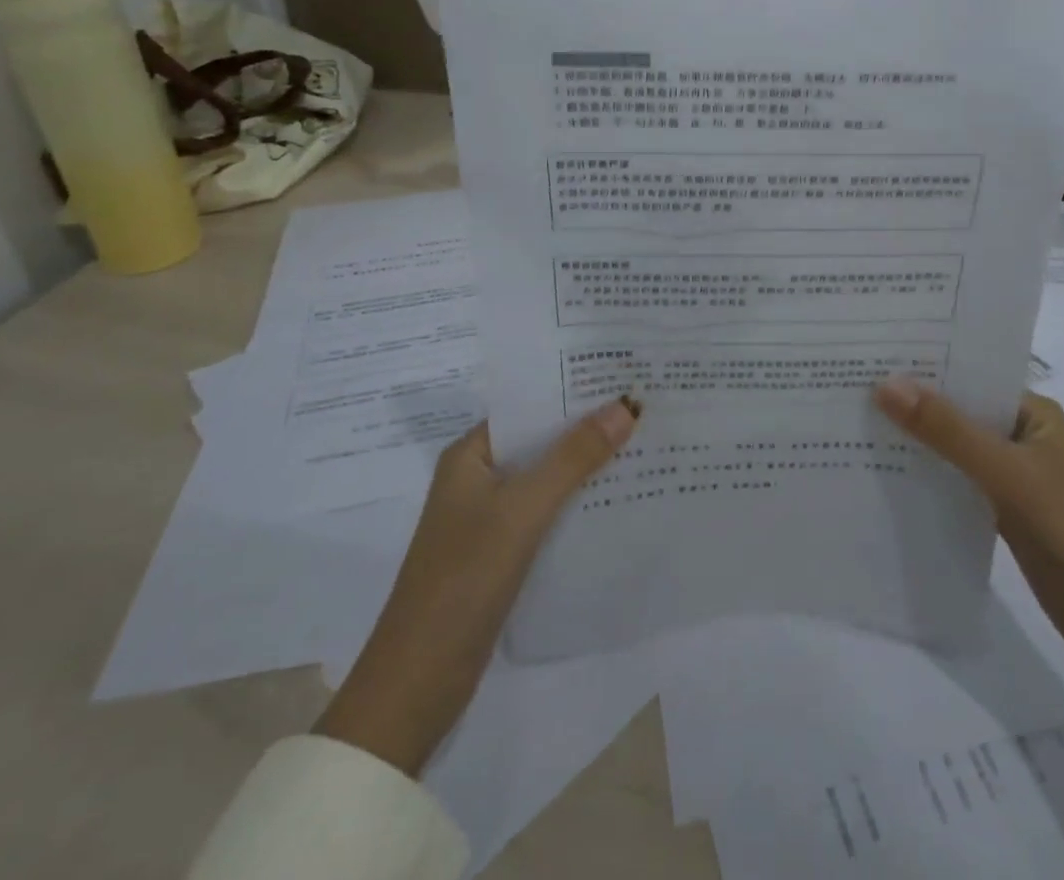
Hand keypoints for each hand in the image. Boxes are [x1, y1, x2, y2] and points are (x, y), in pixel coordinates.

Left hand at [314, 398, 637, 775]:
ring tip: (645, 444)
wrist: (417, 686)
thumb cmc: (463, 580)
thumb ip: (573, 458)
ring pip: (547, 479)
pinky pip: (547, 514)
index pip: (529, 406)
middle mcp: (478, 479)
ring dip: (587, 466)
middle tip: (646, 406)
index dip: (573, 390)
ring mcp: (489, 519)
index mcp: (471, 455)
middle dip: (588, 427)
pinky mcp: (502, 554)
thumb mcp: (522, 511)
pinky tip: (619, 499)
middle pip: (541, 441)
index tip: (623, 376)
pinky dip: (578, 503)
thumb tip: (626, 406)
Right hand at [873, 380, 1063, 684]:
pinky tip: (883, 478)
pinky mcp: (1004, 516)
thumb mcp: (1011, 476)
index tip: (866, 354)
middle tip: (845, 386)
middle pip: (956, 412)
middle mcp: (1020, 437)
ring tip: (851, 426)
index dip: (922, 365)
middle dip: (910, 403)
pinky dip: (926, 480)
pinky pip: (955, 486)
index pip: (969, 376)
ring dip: (914, 443)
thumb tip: (885, 384)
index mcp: (1031, 413)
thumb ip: (949, 433)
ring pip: (952, 451)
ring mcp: (1013, 479)